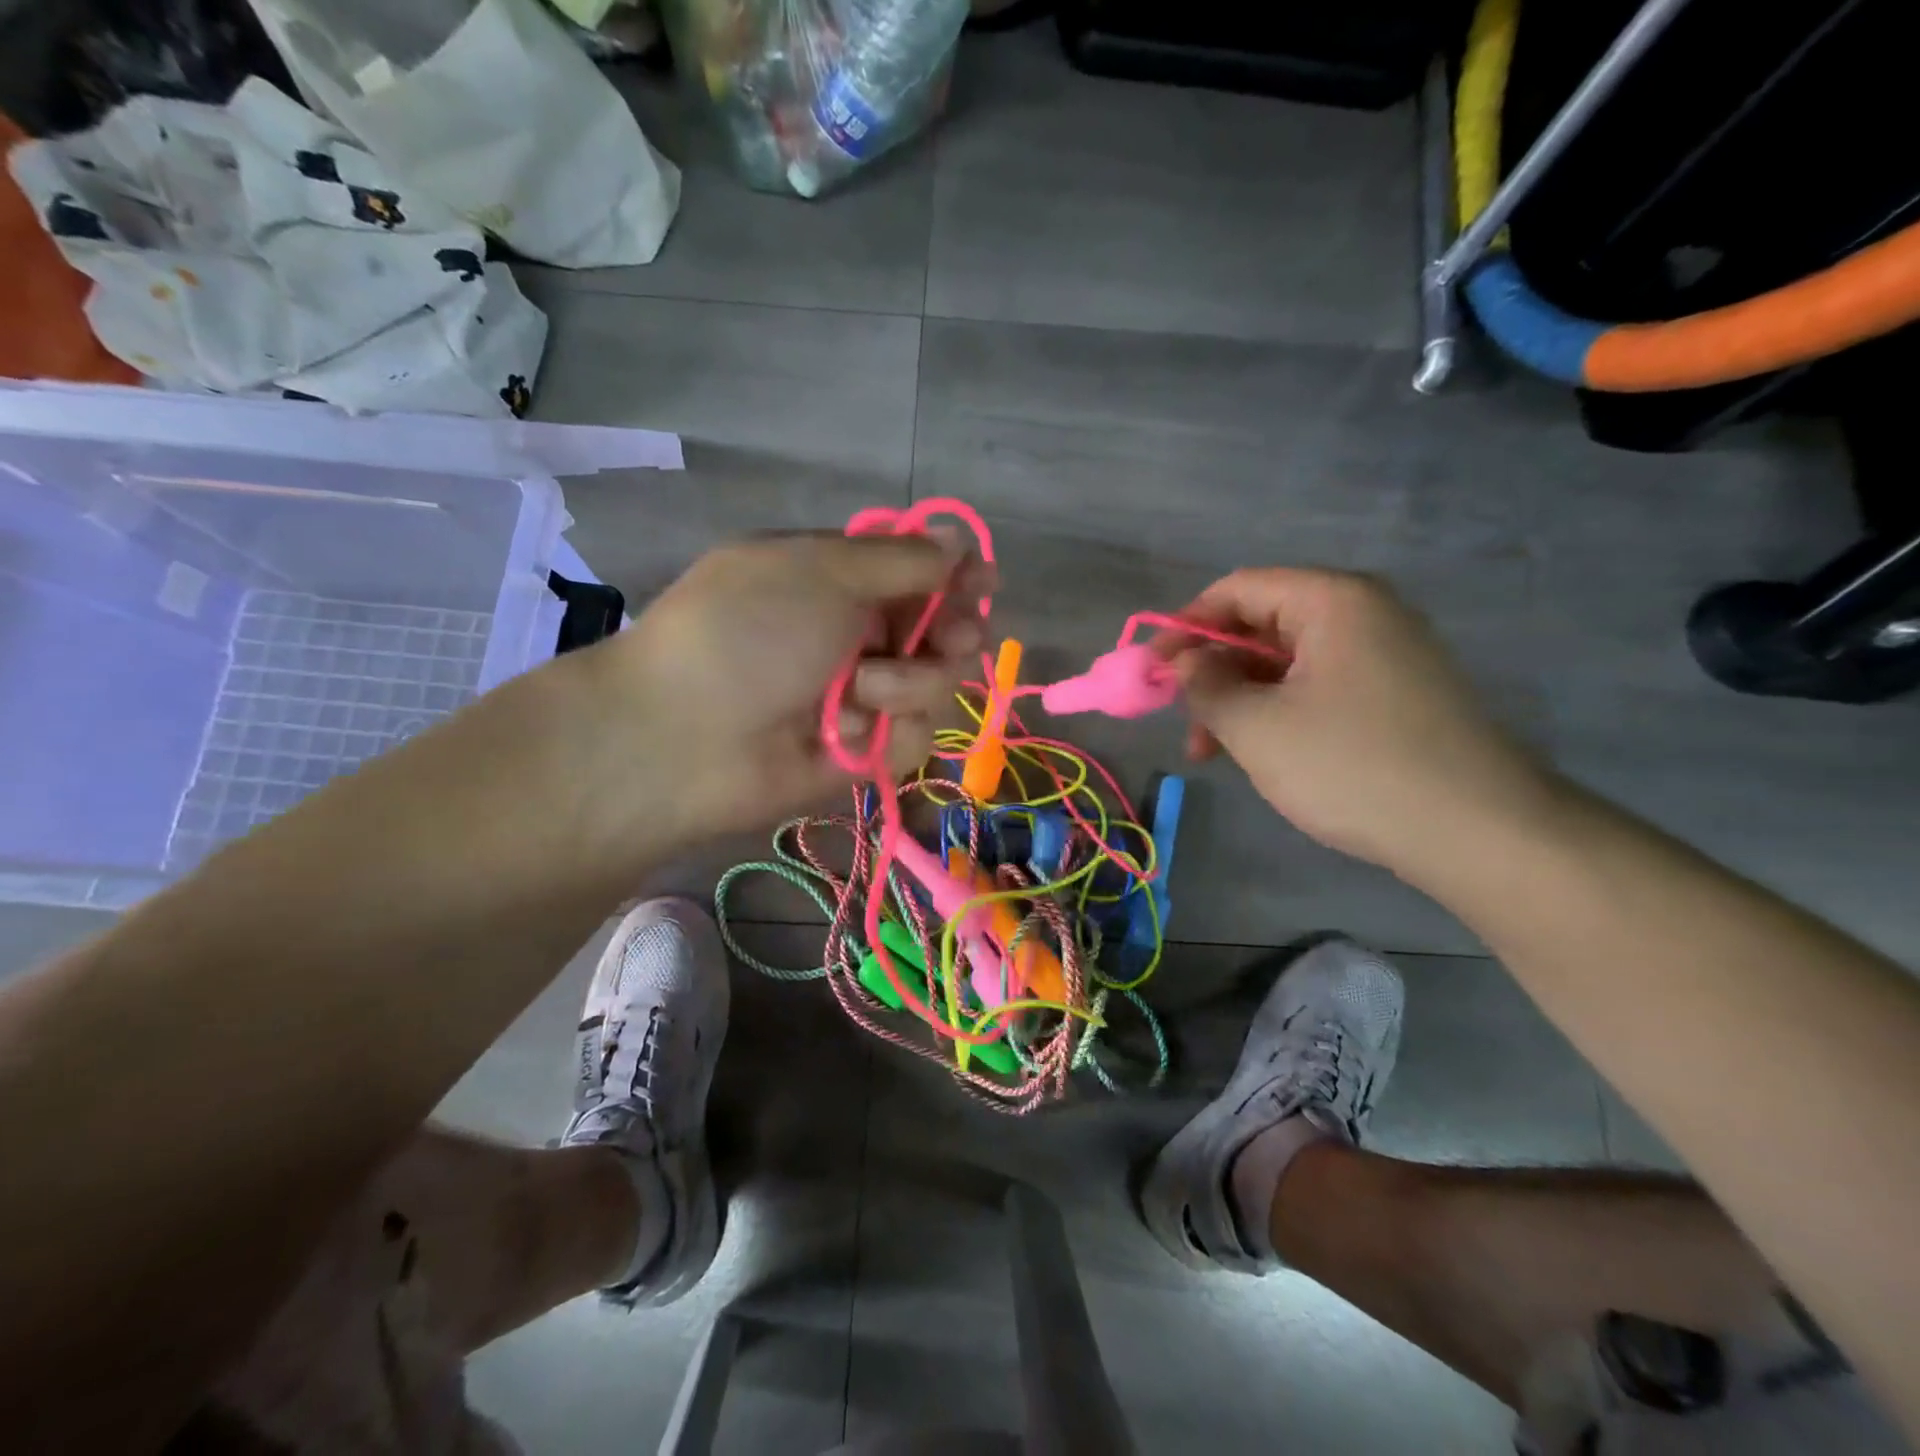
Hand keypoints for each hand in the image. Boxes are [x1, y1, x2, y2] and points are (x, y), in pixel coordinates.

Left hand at [574, 532, 989, 843]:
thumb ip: (902, 558)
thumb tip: (958, 538)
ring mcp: (862, 696)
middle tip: (951, 638)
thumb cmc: (749, 631)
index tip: (984, 582)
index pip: (917, 572)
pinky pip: (914, 735)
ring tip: (861, 691)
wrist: (688, 737)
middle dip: (952, 630)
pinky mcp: (866, 751)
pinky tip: (844, 733)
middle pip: (940, 628)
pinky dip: (889, 731)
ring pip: (936, 683)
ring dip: (909, 682)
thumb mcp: (822, 570)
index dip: (956, 575)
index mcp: (838, 579)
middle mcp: (855, 634)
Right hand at [1172, 568, 1558, 872]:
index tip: (1152, 670)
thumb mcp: (1257, 727)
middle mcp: (1363, 614)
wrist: (1479, 832)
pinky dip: (1278, 713)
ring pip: (1287, 663)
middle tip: (1182, 721)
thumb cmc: (1353, 766)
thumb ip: (1205, 686)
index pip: (1238, 589)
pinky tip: (1261, 755)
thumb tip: (1183, 662)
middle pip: (1262, 625)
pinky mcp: (1397, 695)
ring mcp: (1386, 655)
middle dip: (1212, 671)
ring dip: (1240, 700)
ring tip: (1212, 753)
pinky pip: (1318, 688)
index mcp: (1332, 601)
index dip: (1185, 625)